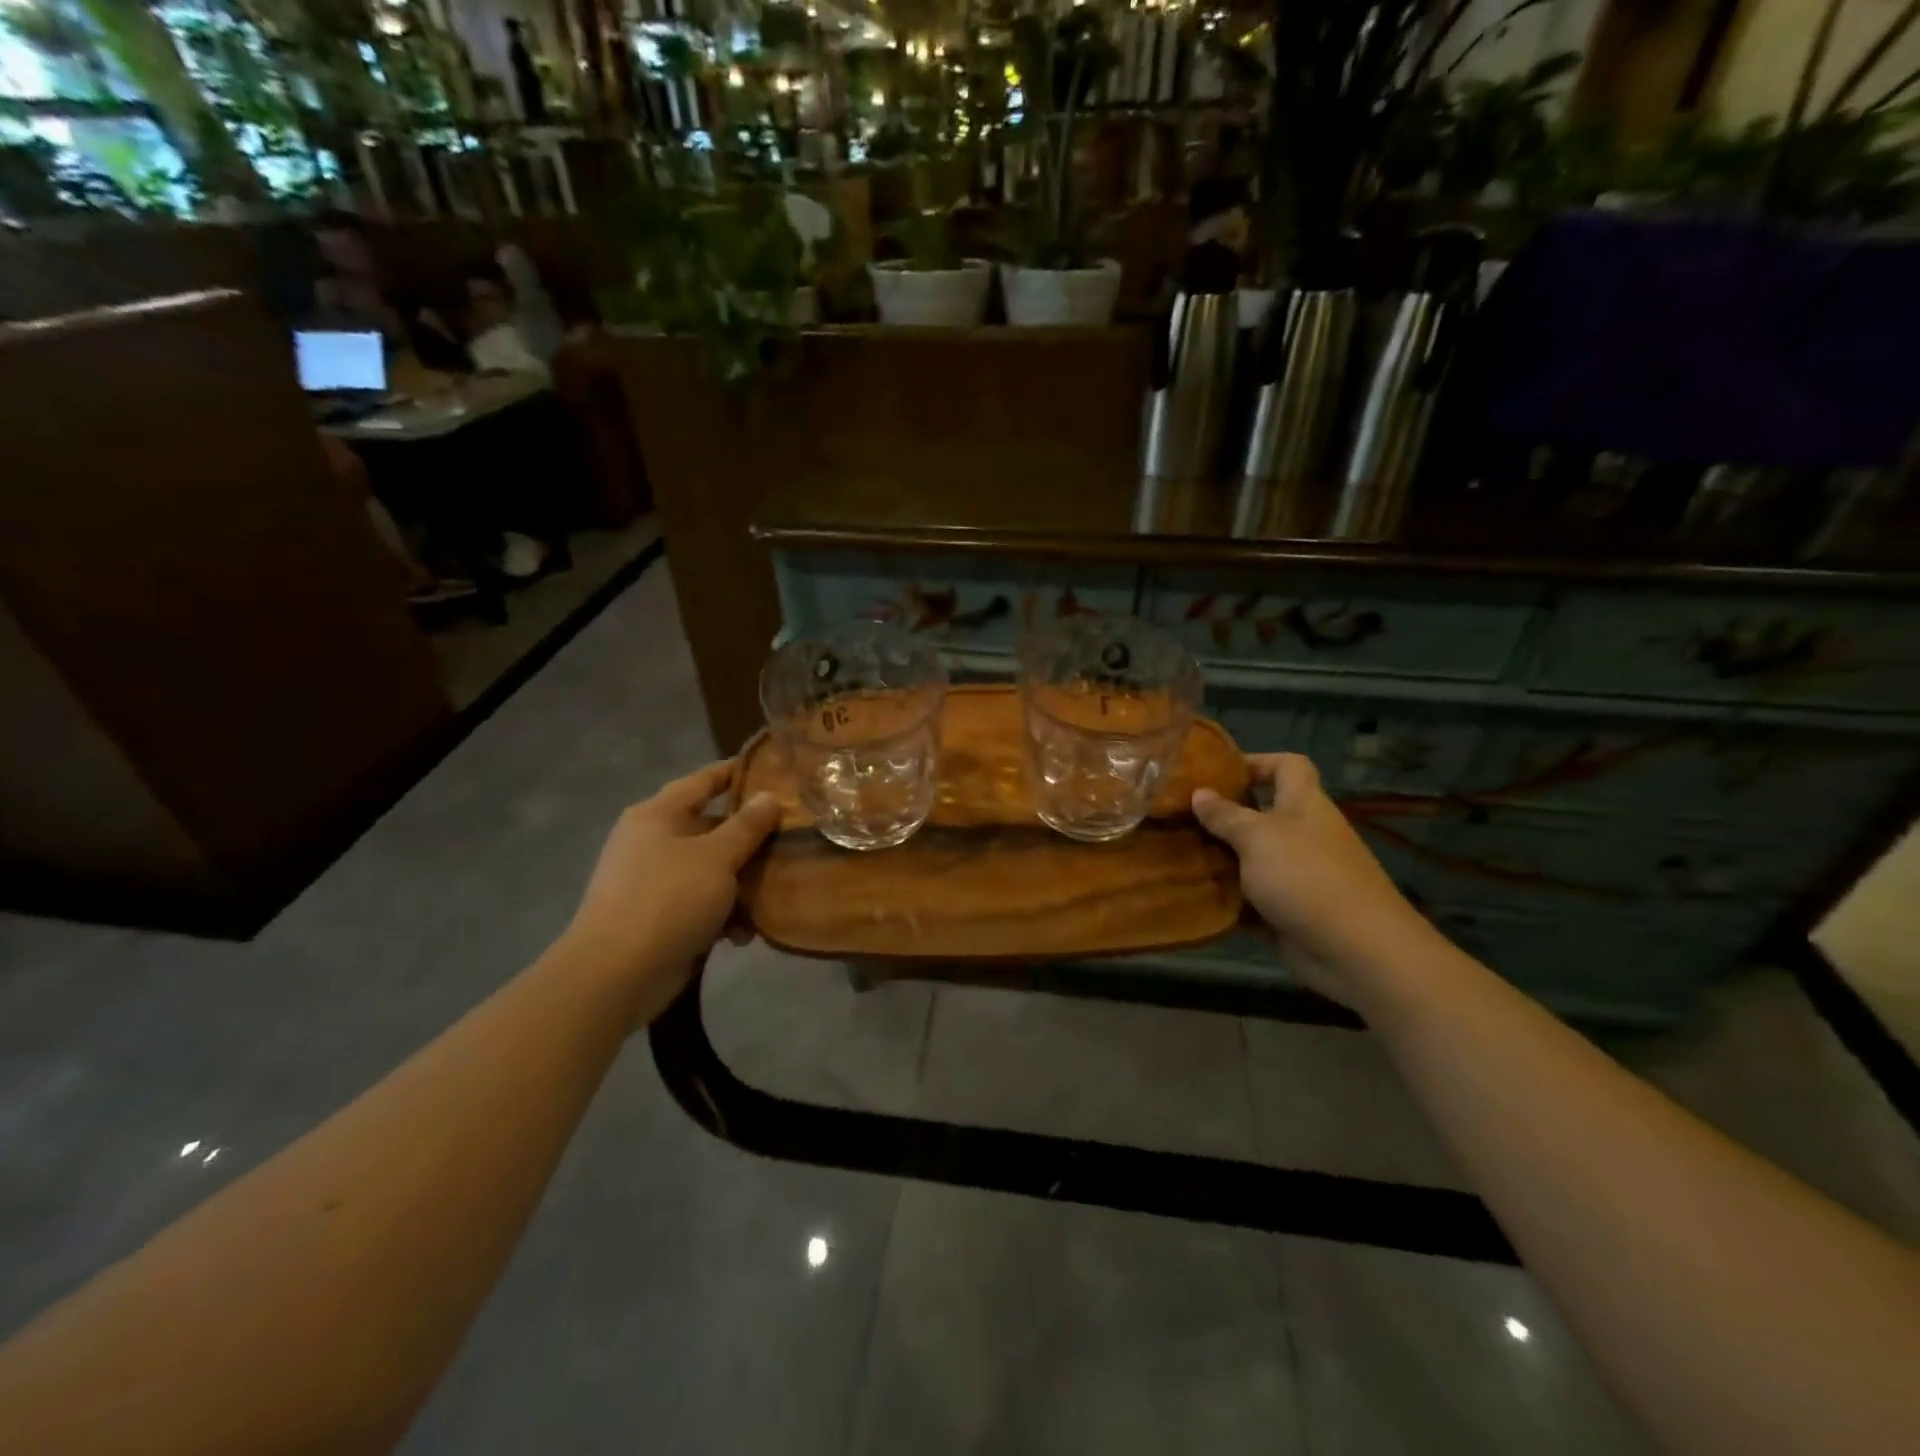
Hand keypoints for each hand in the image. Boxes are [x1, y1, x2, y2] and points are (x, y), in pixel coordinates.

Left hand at [563, 761, 780, 1012]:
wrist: (616, 975)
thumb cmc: (668, 899)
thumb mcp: (717, 857)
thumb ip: (747, 825)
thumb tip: (769, 796)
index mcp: (658, 815)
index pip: (702, 781)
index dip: (734, 773)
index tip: (771, 770)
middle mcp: (652, 842)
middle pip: (710, 828)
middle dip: (750, 839)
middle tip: (790, 839)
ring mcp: (653, 882)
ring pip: (710, 870)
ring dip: (741, 884)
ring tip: (774, 895)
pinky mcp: (658, 918)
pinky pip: (700, 905)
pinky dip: (723, 915)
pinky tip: (744, 935)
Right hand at [1192, 753, 1433, 1008]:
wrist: (1356, 951)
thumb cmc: (1307, 878)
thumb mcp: (1258, 837)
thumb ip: (1226, 816)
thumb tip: (1199, 793)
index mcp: (1304, 805)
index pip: (1286, 766)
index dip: (1256, 761)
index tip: (1216, 771)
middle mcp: (1302, 834)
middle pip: (1261, 812)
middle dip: (1223, 813)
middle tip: (1180, 814)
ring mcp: (1296, 874)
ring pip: (1250, 856)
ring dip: (1219, 855)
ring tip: (1176, 850)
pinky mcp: (1287, 909)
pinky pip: (1249, 894)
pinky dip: (1226, 894)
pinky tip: (1191, 891)